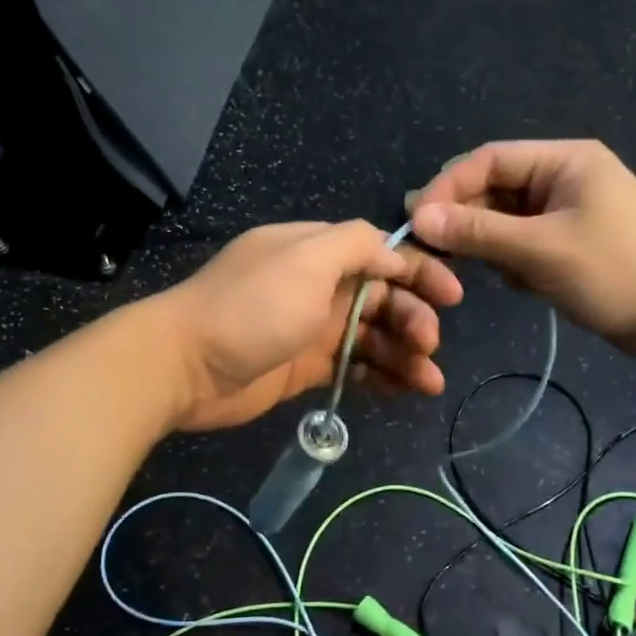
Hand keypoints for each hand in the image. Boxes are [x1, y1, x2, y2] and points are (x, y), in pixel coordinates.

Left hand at [154, 220, 462, 431]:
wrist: (184, 367)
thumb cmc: (250, 308)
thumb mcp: (305, 260)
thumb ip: (354, 244)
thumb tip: (393, 251)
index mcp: (317, 252)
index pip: (380, 254)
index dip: (419, 272)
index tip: (451, 295)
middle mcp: (318, 286)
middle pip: (382, 298)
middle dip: (413, 318)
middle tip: (428, 345)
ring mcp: (311, 329)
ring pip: (372, 337)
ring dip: (405, 354)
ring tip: (429, 382)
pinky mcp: (305, 367)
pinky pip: (354, 367)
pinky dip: (381, 376)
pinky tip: (405, 391)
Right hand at [408, 140, 635, 358]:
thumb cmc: (614, 272)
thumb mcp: (540, 250)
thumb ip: (478, 231)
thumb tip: (418, 216)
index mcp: (564, 160)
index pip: (489, 160)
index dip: (448, 186)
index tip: (416, 220)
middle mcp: (564, 177)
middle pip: (495, 187)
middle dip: (464, 217)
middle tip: (429, 248)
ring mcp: (568, 210)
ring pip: (506, 217)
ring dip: (487, 241)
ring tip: (470, 269)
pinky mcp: (570, 241)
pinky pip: (523, 240)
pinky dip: (510, 258)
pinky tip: (514, 281)